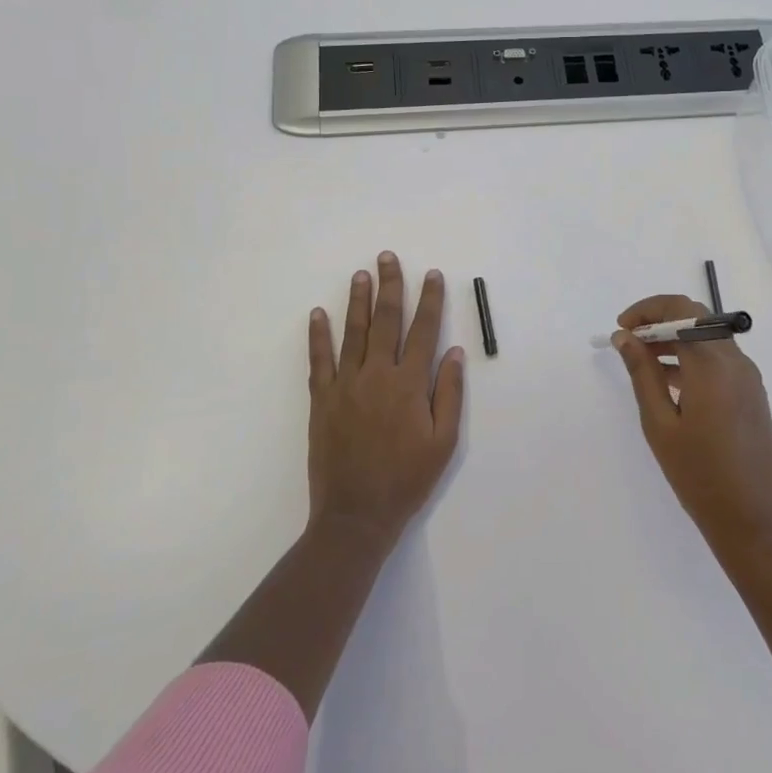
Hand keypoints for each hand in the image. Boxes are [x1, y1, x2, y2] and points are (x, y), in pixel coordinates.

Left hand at [307, 252, 464, 550]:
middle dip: (390, 286)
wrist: (356, 514)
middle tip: (387, 258)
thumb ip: (448, 394)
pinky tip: (318, 314)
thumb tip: (453, 352)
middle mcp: (377, 375)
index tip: (432, 275)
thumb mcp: (443, 442)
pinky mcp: (321, 400)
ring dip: (357, 301)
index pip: (423, 330)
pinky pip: (319, 360)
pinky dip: (318, 336)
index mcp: (409, 384)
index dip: (429, 300)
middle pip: (386, 321)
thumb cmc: (407, 480)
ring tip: (361, 274)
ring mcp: (345, 385)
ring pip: (353, 332)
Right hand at [612, 295, 771, 556]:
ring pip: (708, 339)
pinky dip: (692, 358)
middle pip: (696, 319)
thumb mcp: (660, 424)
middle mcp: (735, 362)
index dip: (648, 310)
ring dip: (675, 339)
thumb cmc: (699, 474)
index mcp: (713, 365)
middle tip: (628, 341)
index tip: (622, 328)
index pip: (681, 310)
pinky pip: (719, 360)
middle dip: (659, 321)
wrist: (753, 520)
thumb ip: (642, 374)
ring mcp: (748, 378)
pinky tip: (668, 382)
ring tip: (641, 362)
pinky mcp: (752, 394)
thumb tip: (624, 337)